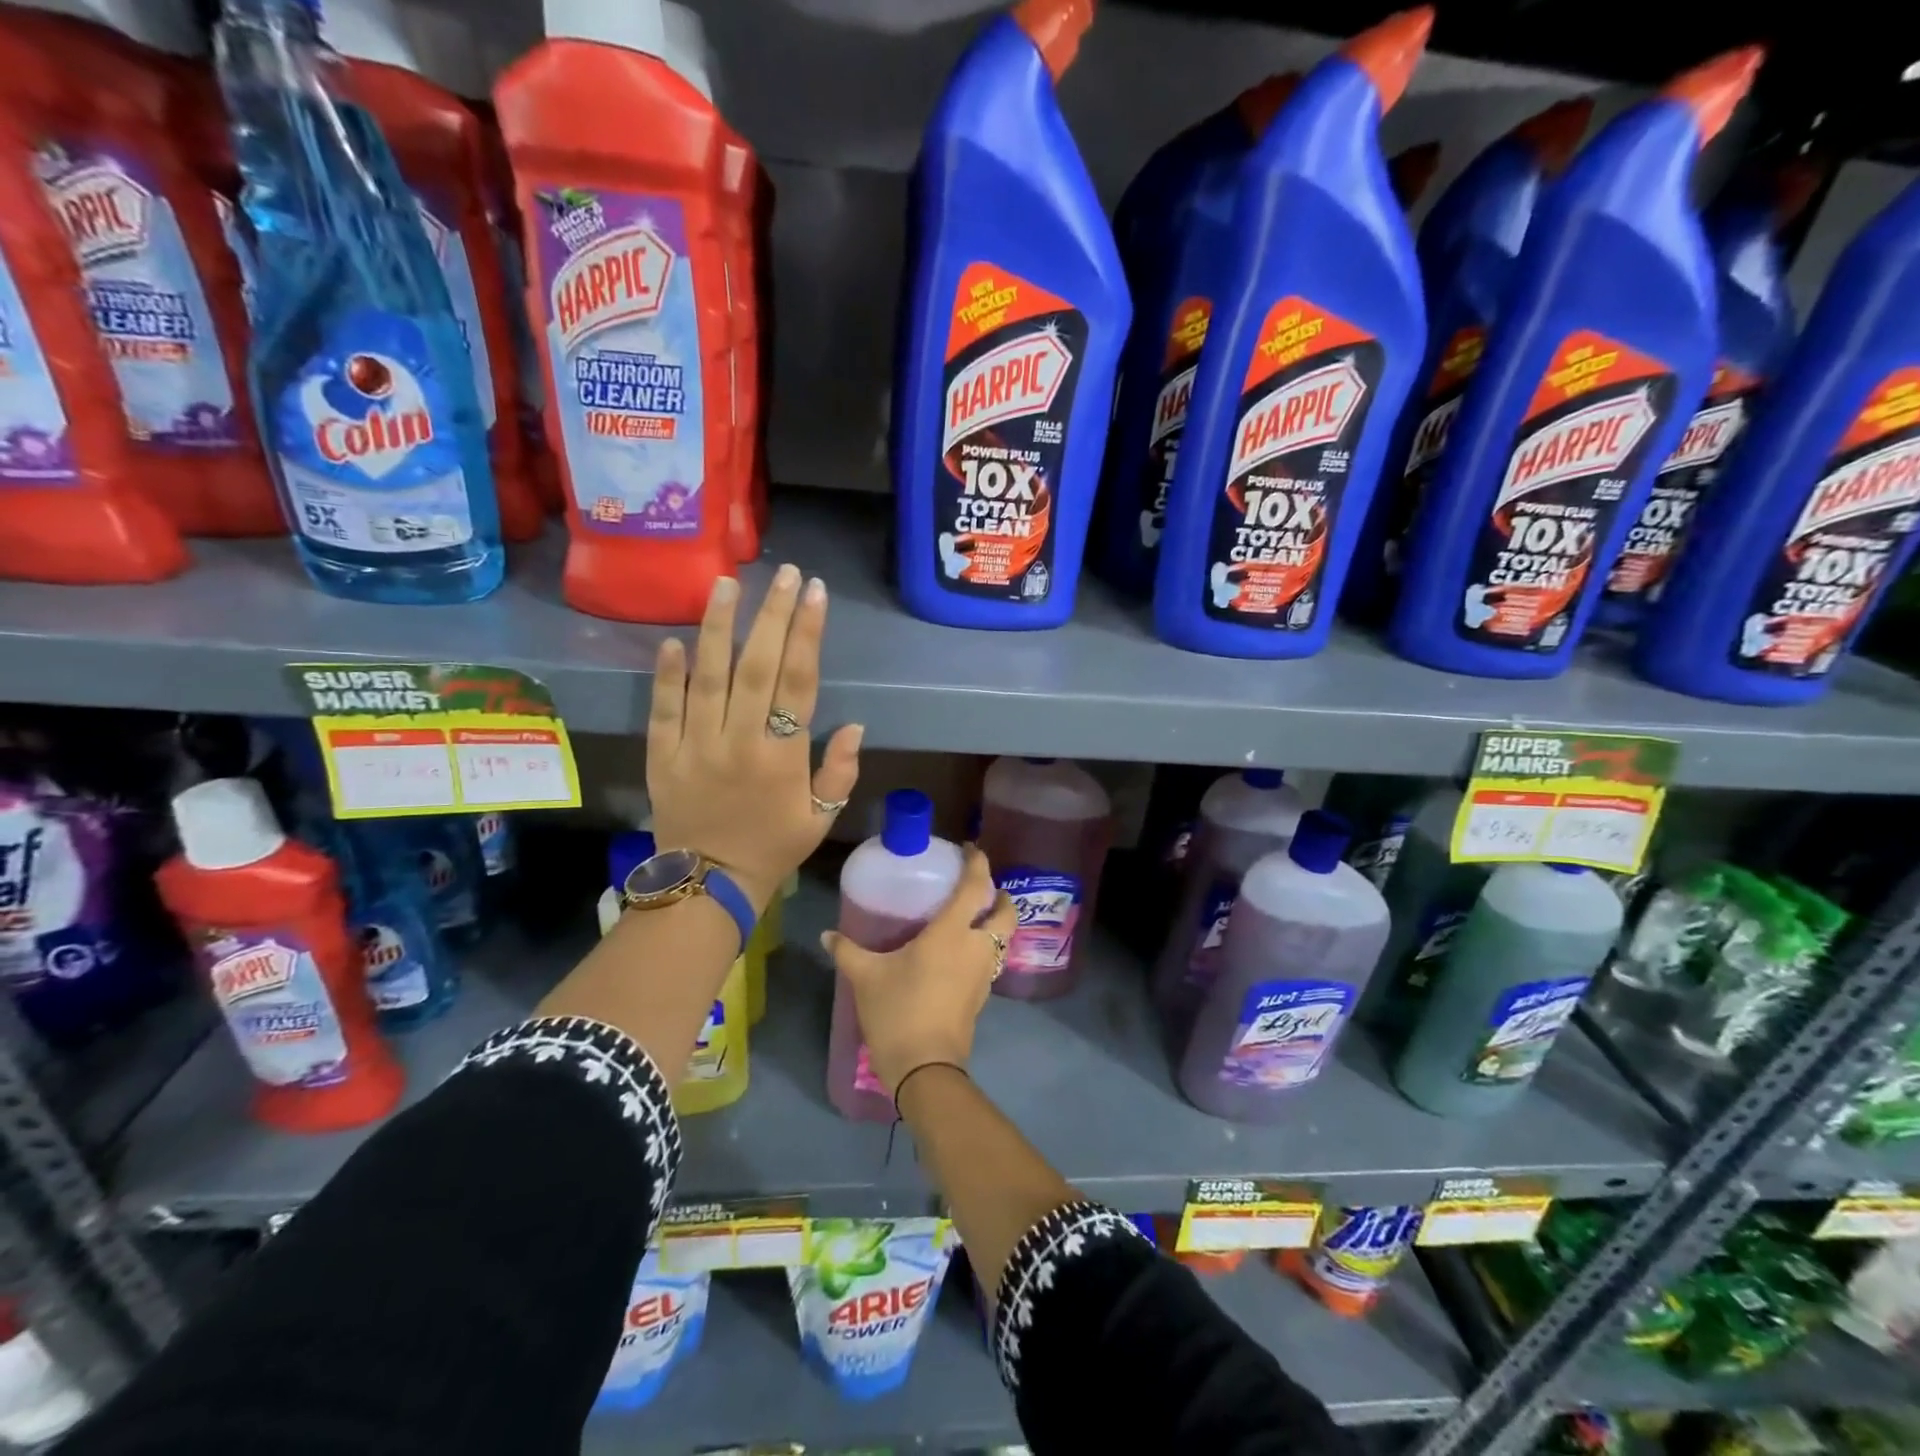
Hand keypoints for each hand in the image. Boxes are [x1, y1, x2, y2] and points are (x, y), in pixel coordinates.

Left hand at [647, 566, 862, 909]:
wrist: (708, 885)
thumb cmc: (773, 848)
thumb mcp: (821, 817)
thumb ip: (840, 771)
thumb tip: (855, 726)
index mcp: (783, 756)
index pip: (799, 682)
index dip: (809, 634)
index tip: (816, 593)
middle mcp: (740, 741)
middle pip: (758, 667)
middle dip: (773, 616)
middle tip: (784, 573)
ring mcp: (697, 745)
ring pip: (708, 677)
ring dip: (719, 627)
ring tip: (727, 583)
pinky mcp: (663, 755)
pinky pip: (663, 708)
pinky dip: (667, 674)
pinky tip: (674, 639)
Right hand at [819, 846, 1014, 1093]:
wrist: (925, 1067)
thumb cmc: (898, 1011)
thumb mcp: (866, 977)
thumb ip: (848, 951)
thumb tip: (827, 935)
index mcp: (952, 933)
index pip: (975, 887)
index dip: (978, 863)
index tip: (970, 849)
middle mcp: (976, 947)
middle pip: (1005, 913)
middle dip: (999, 896)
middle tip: (980, 889)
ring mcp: (983, 973)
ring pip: (1003, 938)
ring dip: (996, 923)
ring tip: (971, 918)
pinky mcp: (982, 995)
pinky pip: (991, 959)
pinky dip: (986, 947)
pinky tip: (961, 952)